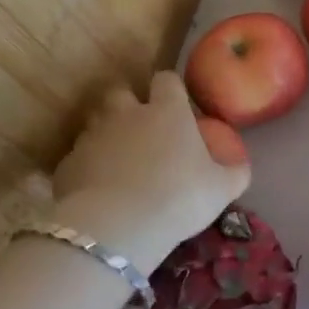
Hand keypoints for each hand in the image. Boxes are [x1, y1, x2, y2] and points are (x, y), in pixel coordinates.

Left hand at [51, 71, 248, 278]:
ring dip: (104, 134)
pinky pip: (77, 158)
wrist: (117, 228)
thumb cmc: (179, 197)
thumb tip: (242, 166)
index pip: (166, 79)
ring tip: (117, 159)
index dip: (170, 89)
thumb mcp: (222, 188)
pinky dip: (86, 167)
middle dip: (127, 103)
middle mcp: (127, 114)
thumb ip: (235, 172)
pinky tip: (97, 189)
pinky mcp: (67, 165)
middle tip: (139, 127)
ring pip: (94, 122)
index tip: (176, 104)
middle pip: (120, 91)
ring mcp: (92, 137)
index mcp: (167, 111)